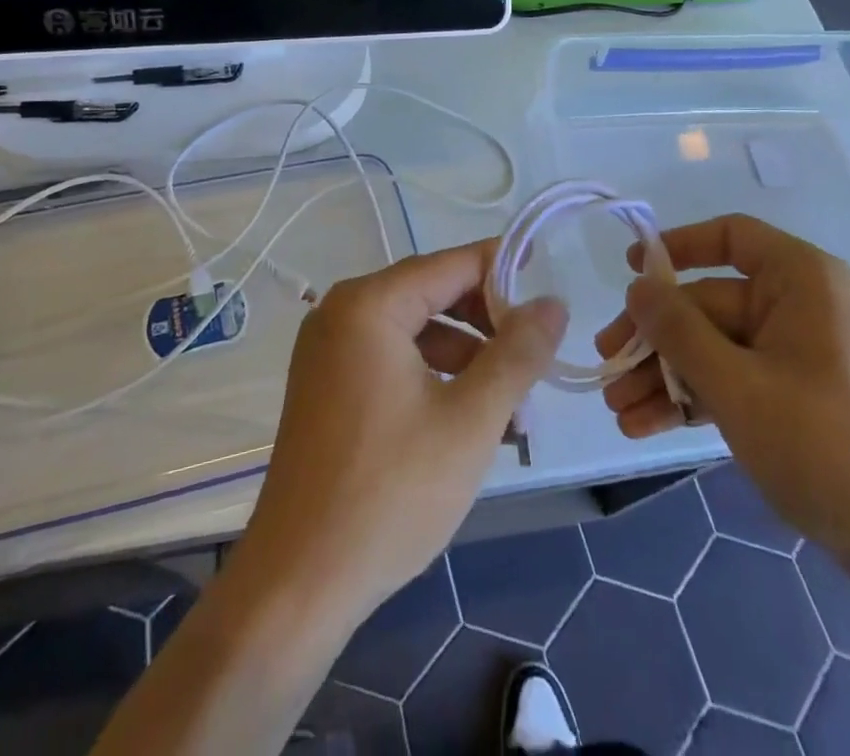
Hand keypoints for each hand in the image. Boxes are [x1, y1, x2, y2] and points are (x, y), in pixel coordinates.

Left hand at [228, 241, 566, 629]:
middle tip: (535, 359)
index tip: (548, 282)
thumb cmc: (390, 492)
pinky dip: (433, 378)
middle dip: (488, 325)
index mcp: (369, 304)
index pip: (451, 265)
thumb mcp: (471, 419)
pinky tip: (468, 422)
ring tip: (513, 409)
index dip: (503, 268)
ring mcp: (328, 352)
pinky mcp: (326, 387)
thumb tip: (552, 303)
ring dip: (467, 358)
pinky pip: (391, 360)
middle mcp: (341, 313)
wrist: (297, 585)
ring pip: (415, 332)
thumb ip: (517, 353)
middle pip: (432, 294)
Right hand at [596, 214, 849, 567]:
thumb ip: (678, 330)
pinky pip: (737, 380)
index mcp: (802, 280)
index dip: (677, 246)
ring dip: (666, 376)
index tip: (631, 271)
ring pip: (717, 348)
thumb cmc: (827, 447)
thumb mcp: (737, 386)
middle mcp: (802, 306)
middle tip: (608, 368)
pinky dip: (696, 398)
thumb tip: (636, 285)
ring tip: (619, 410)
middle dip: (656, 339)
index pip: (731, 237)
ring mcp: (802, 354)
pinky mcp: (800, 397)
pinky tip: (648, 425)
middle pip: (710, 303)